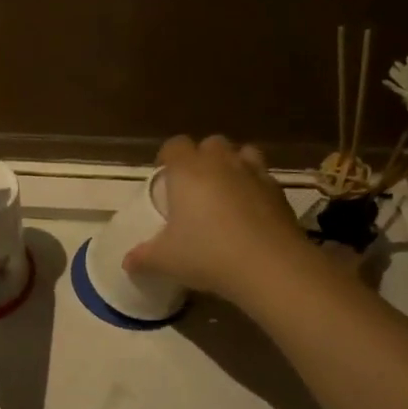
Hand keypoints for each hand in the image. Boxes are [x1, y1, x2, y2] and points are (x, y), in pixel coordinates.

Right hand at [124, 135, 307, 303]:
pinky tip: (251, 212)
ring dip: (233, 165)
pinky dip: (255, 187)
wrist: (269, 265)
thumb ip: (143, 257)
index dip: (168, 157)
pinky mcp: (280, 192)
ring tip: (226, 191)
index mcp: (188, 170)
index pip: (175, 145)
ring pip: (243, 153)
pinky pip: (264, 178)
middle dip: (202, 158)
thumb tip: (127, 262)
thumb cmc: (207, 254)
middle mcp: (221, 162)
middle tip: (194, 186)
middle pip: (211, 143)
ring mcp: (255, 174)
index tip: (164, 178)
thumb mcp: (165, 260)